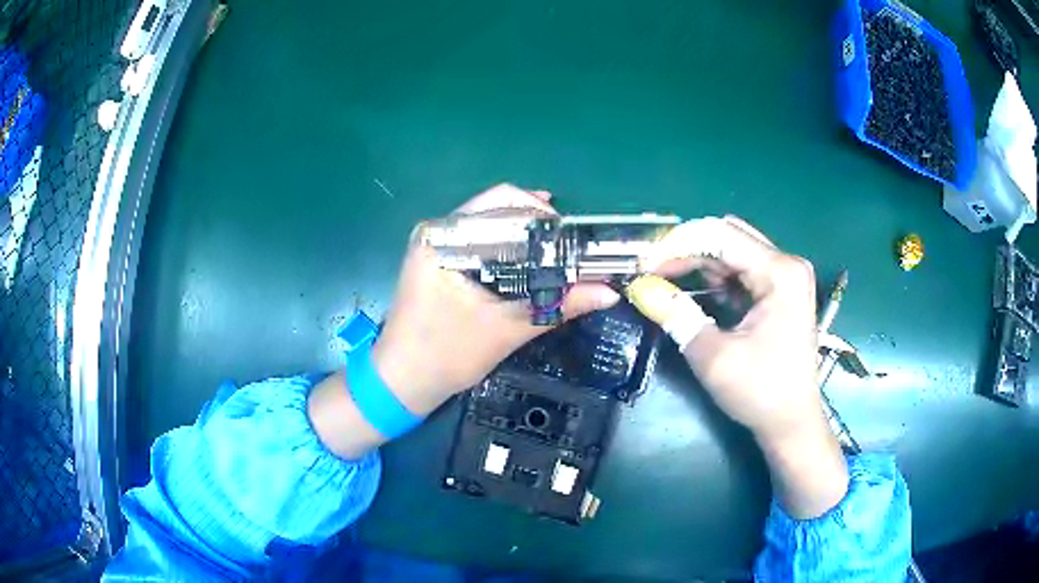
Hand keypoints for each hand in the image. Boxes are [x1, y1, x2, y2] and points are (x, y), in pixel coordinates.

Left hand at [371, 184, 621, 415]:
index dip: (542, 215)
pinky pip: (480, 242)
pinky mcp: (438, 261)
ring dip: (525, 235)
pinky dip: (508, 249)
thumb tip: (609, 292)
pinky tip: (531, 260)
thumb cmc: (445, 355)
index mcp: (442, 238)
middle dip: (537, 223)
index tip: (572, 235)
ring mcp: (434, 244)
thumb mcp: (507, 329)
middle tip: (570, 243)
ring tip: (558, 250)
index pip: (501, 204)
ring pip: (490, 225)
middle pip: (496, 208)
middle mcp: (435, 231)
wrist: (401, 383)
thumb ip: (559, 306)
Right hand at [640, 216, 846, 517]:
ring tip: (666, 280)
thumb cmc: (760, 392)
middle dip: (687, 249)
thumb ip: (676, 315)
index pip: (721, 236)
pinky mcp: (781, 291)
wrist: (791, 423)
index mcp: (780, 272)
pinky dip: (715, 277)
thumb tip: (640, 288)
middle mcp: (787, 265)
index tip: (645, 263)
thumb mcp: (714, 356)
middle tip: (652, 270)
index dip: (678, 244)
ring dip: (699, 263)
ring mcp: (786, 277)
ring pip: (733, 252)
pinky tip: (696, 291)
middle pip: (728, 238)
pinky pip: (742, 270)